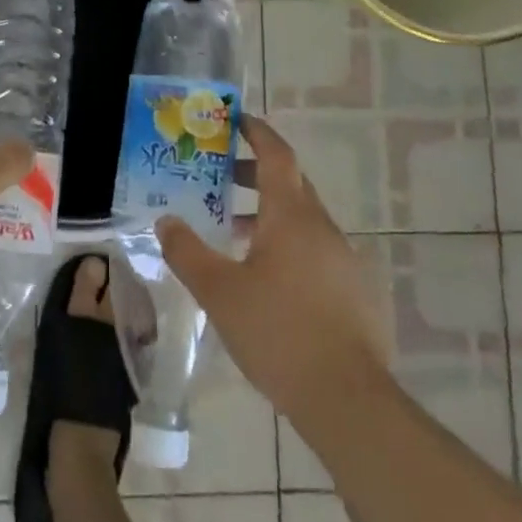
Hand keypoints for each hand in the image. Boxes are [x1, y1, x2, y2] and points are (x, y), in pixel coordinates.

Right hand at [157, 115, 388, 424]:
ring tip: (235, 233)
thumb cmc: (279, 333)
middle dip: (256, 174)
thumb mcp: (219, 293)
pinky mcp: (356, 293)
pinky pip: (317, 251)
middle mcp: (322, 227)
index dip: (257, 132)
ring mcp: (344, 260)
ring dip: (270, 215)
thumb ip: (188, 253)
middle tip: (222, 176)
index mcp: (291, 216)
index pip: (277, 155)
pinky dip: (290, 246)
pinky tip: (269, 281)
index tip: (236, 120)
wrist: (349, 401)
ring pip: (303, 221)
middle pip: (290, 184)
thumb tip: (166, 221)